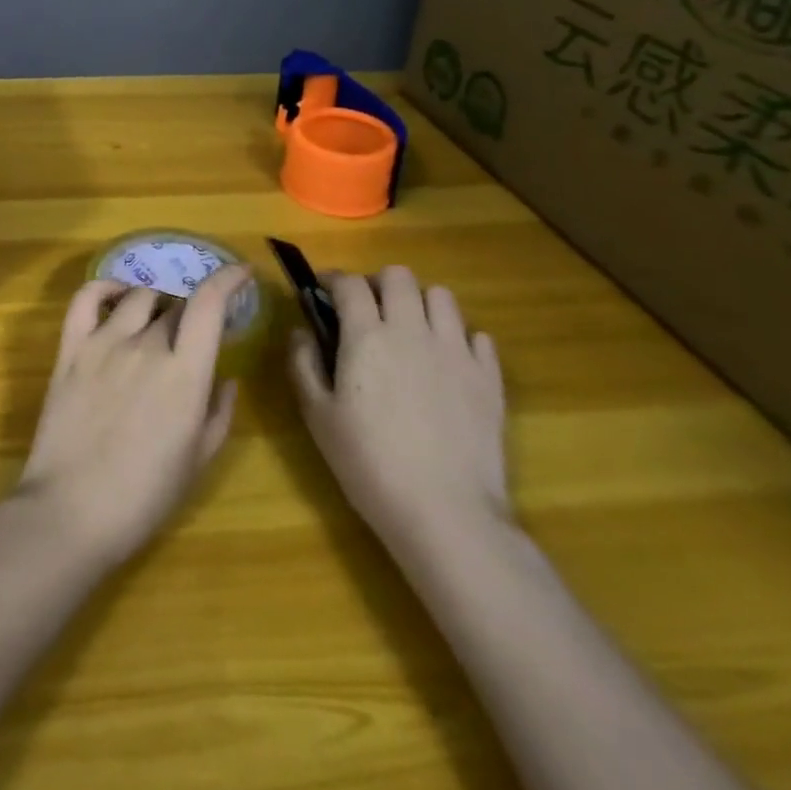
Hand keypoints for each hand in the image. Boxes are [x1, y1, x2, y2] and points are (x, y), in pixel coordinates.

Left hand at [17, 265, 246, 569]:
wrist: (72, 511)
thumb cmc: (144, 496)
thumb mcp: (198, 460)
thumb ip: (218, 413)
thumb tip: (226, 379)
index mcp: (184, 373)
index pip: (209, 304)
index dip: (228, 280)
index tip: (241, 273)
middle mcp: (146, 345)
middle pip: (176, 305)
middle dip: (191, 313)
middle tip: (192, 335)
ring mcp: (104, 343)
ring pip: (138, 298)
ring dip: (157, 304)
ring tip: (157, 322)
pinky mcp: (71, 349)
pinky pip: (86, 299)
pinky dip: (104, 288)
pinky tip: (116, 295)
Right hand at [288, 266, 509, 563]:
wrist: (446, 513)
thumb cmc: (369, 464)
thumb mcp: (318, 416)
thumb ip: (303, 364)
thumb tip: (300, 330)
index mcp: (367, 335)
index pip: (350, 283)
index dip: (334, 280)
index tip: (324, 291)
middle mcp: (412, 330)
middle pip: (400, 276)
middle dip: (379, 283)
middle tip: (369, 310)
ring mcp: (456, 351)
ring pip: (442, 296)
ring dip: (421, 303)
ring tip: (411, 330)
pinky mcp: (489, 377)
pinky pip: (478, 336)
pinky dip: (460, 339)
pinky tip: (448, 362)